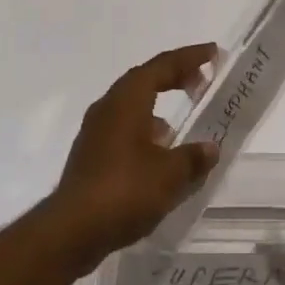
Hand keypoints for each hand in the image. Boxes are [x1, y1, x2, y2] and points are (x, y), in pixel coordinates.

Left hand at [46, 43, 219, 272]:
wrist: (70, 231)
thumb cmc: (124, 191)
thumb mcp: (169, 175)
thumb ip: (193, 158)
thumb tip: (210, 148)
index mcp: (128, 98)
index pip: (163, 65)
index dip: (190, 57)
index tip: (213, 53)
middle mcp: (109, 105)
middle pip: (145, 79)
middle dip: (175, 77)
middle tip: (202, 82)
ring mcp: (96, 130)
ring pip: (132, 104)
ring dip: (158, 105)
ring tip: (181, 124)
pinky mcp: (90, 154)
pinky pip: (124, 127)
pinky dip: (145, 129)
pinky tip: (158, 154)